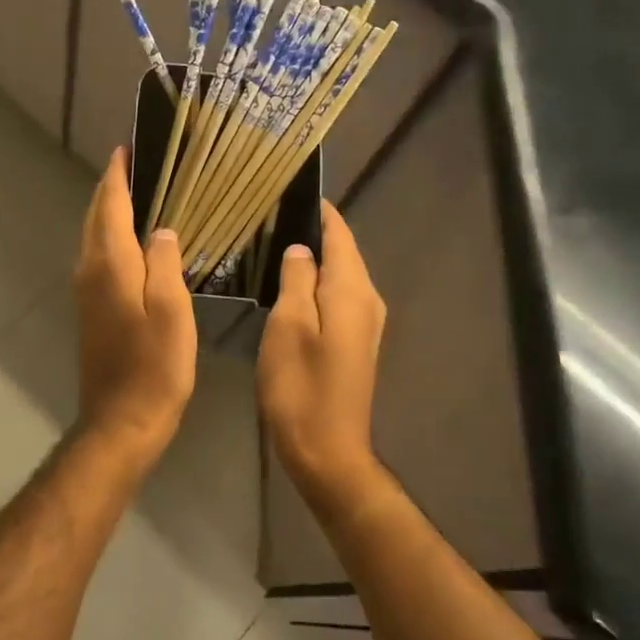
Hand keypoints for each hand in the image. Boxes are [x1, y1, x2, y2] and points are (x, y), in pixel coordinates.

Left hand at [74, 148, 196, 467]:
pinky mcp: (91, 313)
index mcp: (110, 265)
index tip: (126, 149)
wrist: (121, 420)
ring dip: (109, 213)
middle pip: (96, 219)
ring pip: (94, 240)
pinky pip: (99, 260)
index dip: (117, 176)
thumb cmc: (154, 367)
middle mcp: (90, 272)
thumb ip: (165, 263)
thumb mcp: (171, 311)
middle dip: (111, 189)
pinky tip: (133, 245)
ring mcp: (86, 294)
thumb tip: (161, 229)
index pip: (110, 206)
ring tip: (137, 195)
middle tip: (134, 165)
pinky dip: (112, 239)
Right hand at [257, 201, 385, 491]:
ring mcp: (365, 325)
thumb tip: (299, 249)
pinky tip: (290, 287)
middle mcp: (367, 301)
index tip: (291, 191)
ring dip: (314, 260)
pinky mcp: (355, 344)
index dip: (320, 212)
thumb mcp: (289, 326)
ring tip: (276, 244)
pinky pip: (337, 299)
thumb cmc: (301, 386)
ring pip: (340, 277)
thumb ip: (296, 281)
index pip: (340, 236)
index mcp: (351, 291)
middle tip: (273, 216)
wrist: (326, 448)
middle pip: (343, 254)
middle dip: (315, 233)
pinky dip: (316, 285)